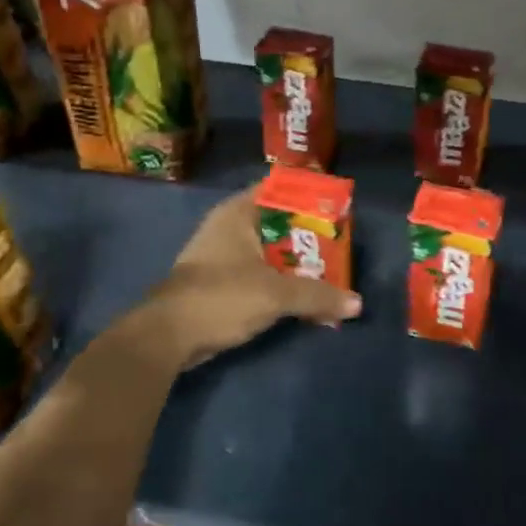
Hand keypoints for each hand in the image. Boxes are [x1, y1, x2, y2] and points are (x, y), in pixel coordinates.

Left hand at [143, 184, 362, 369]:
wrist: (168, 337)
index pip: (279, 188)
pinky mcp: (222, 283)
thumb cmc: (221, 297)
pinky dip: (283, 282)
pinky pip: (262, 274)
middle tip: (343, 244)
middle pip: (279, 222)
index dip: (309, 193)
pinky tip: (306, 297)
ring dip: (298, 263)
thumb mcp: (276, 294)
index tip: (337, 205)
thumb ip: (317, 295)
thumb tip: (357, 304)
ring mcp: (224, 256)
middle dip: (310, 235)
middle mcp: (230, 227)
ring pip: (271, 251)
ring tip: (333, 272)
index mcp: (239, 213)